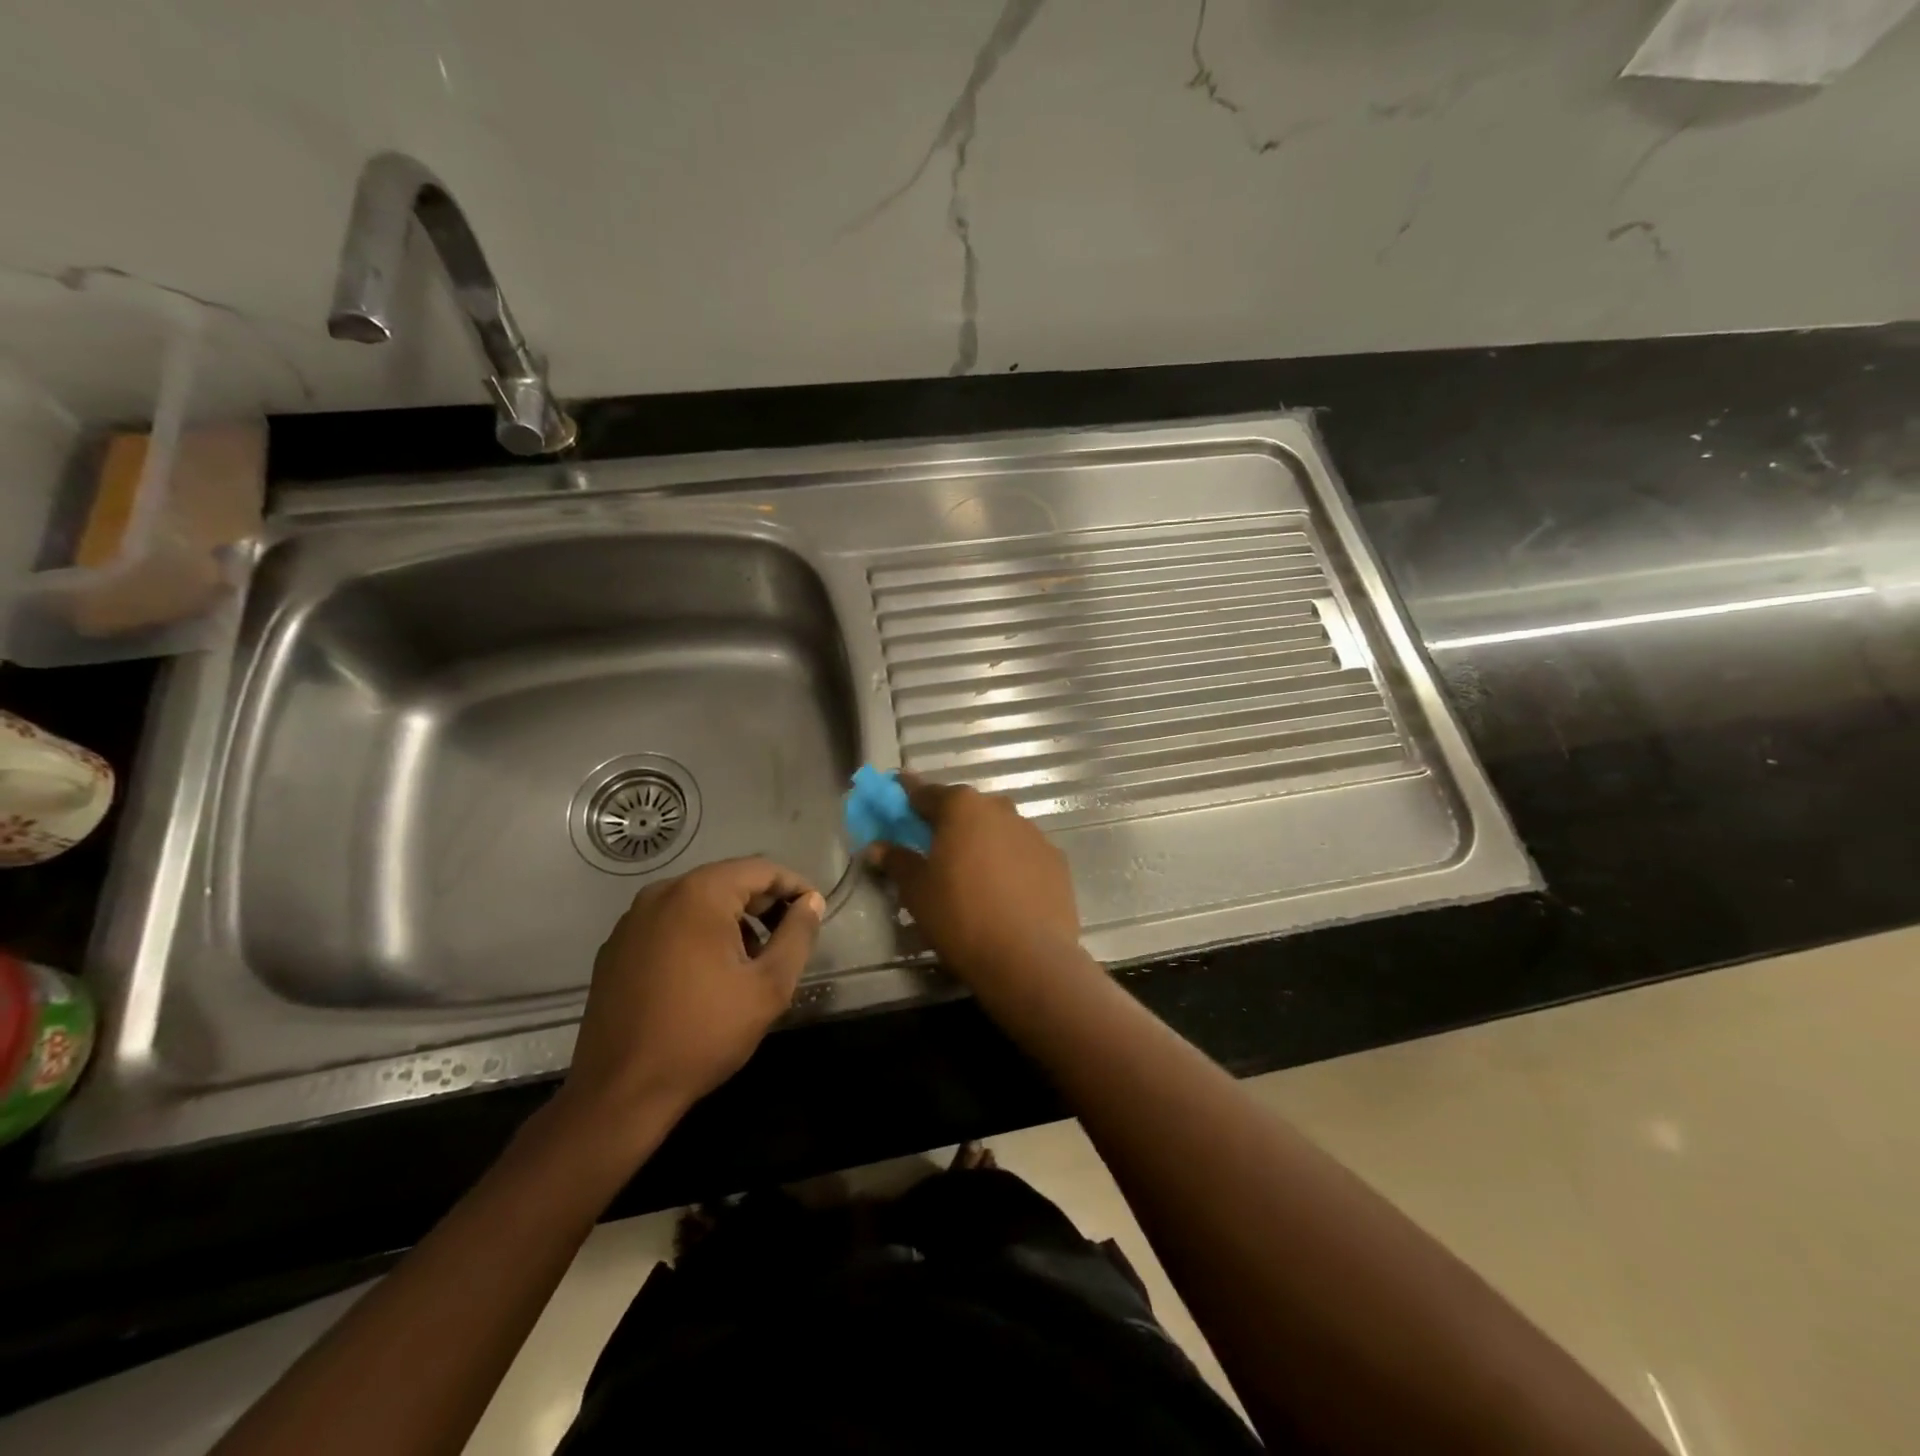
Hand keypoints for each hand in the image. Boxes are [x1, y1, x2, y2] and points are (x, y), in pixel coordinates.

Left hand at [558, 858, 824, 1138]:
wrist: (620, 1092)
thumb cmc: (703, 1034)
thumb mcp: (768, 986)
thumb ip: (798, 935)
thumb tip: (811, 903)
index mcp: (699, 894)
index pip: (761, 869)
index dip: (795, 886)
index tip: (814, 913)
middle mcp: (661, 893)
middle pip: (727, 880)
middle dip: (764, 904)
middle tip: (789, 938)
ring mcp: (632, 920)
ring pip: (698, 901)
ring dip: (732, 919)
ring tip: (752, 960)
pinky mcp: (617, 947)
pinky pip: (670, 923)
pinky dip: (698, 934)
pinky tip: (708, 974)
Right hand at [872, 778, 1081, 988]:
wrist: (1028, 957)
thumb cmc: (960, 916)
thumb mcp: (916, 891)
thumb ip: (897, 861)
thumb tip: (877, 847)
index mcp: (962, 807)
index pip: (926, 793)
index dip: (907, 796)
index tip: (897, 795)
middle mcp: (1000, 809)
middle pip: (966, 808)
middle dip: (948, 821)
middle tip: (933, 845)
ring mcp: (1033, 834)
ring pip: (998, 829)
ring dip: (982, 842)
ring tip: (971, 874)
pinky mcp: (1056, 861)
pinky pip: (1022, 853)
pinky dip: (1009, 863)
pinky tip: (1004, 892)